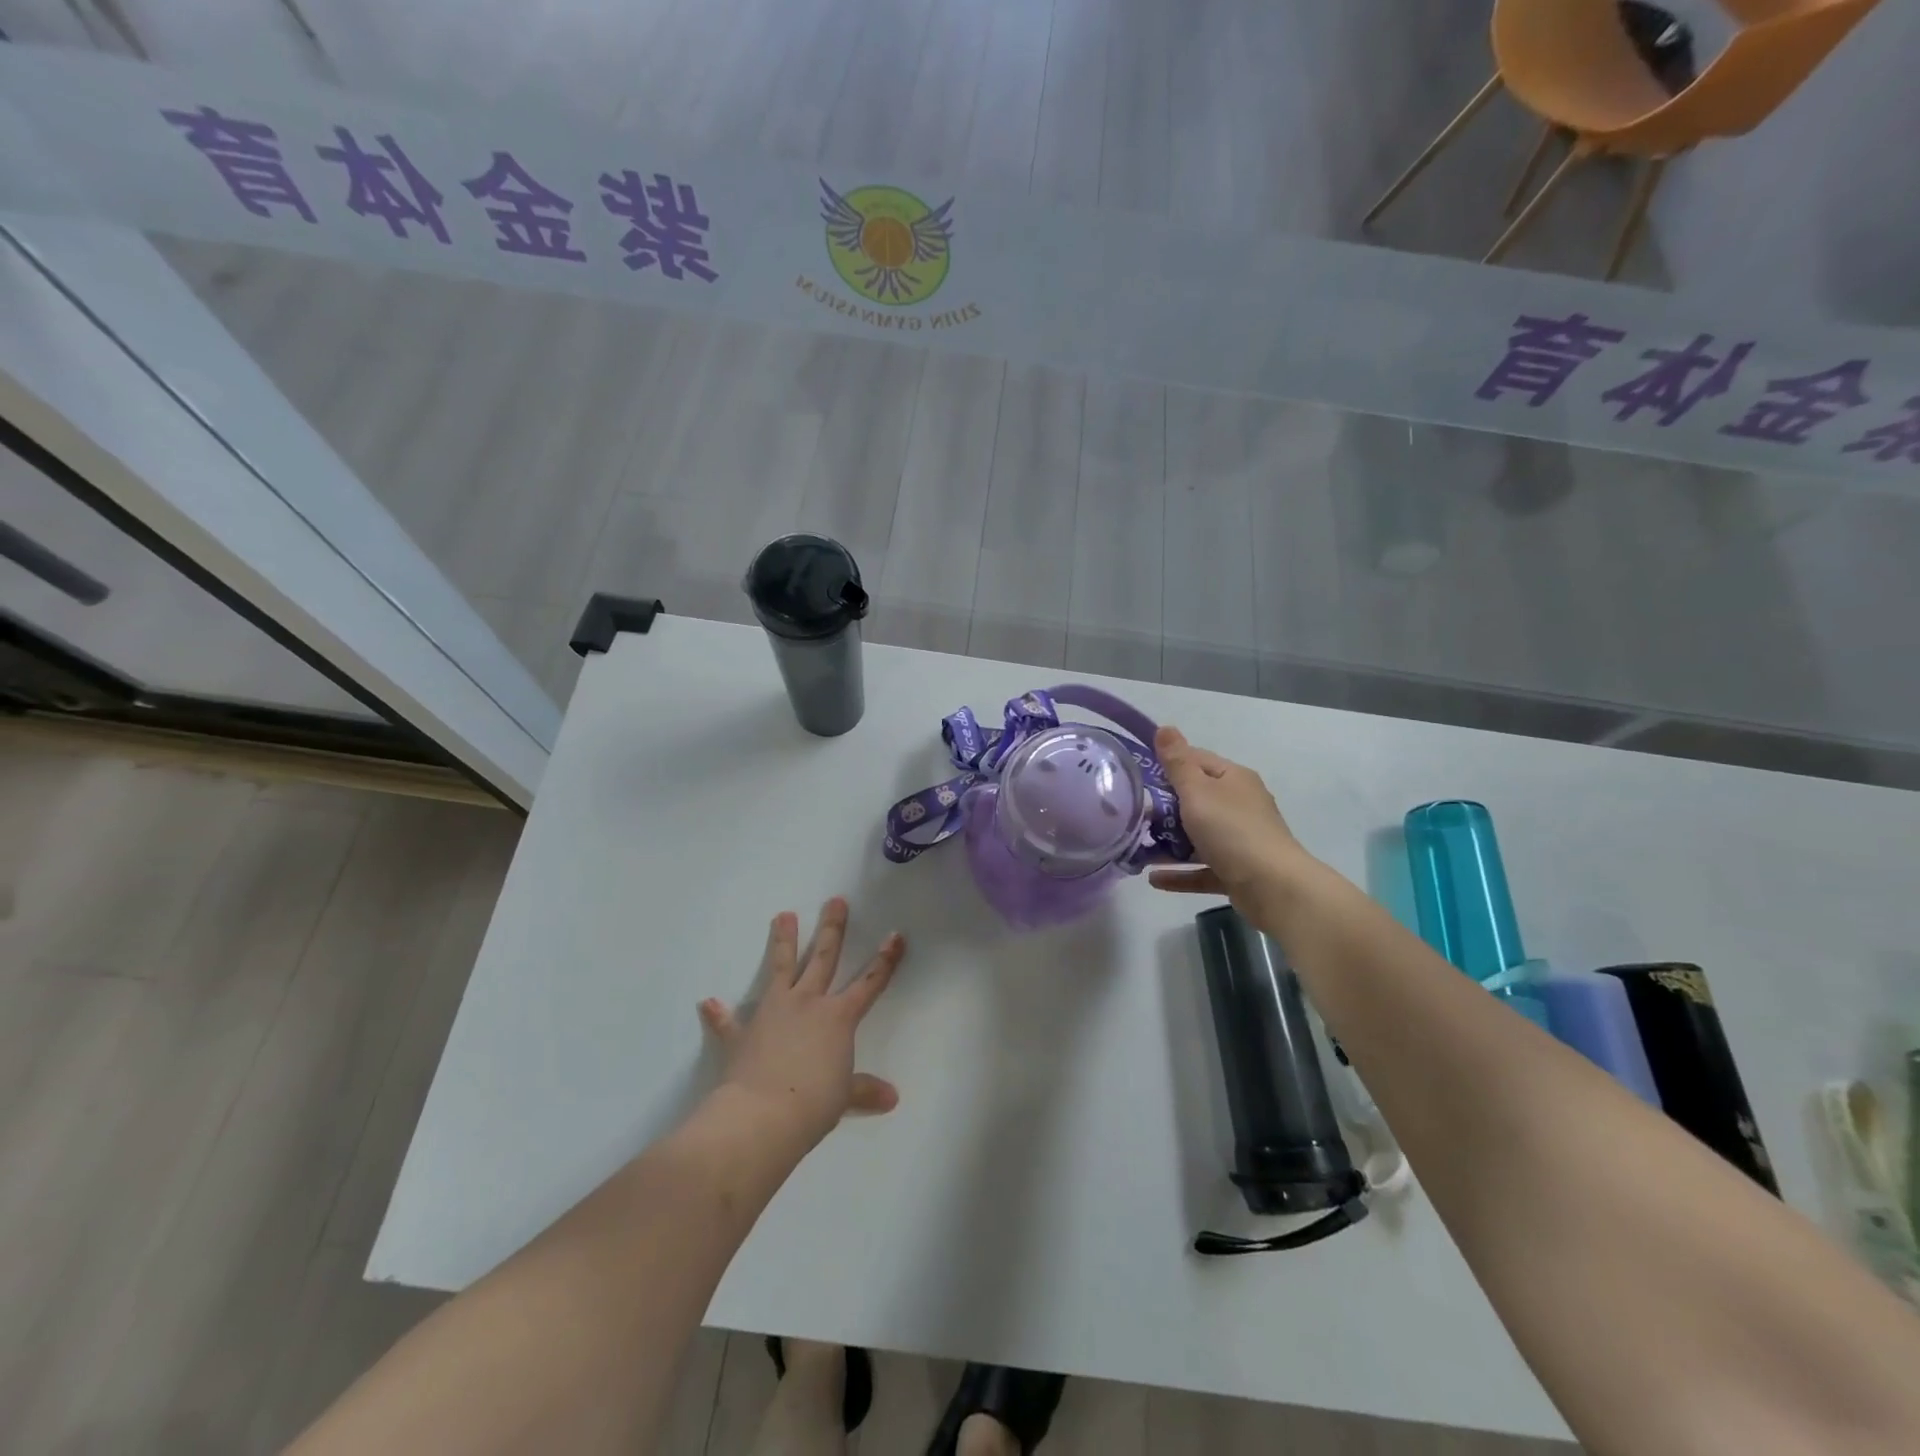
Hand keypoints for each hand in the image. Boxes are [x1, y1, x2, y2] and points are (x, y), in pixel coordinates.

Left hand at [697, 898, 904, 1147]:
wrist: (761, 1116)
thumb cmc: (813, 1104)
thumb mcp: (844, 1097)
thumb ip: (864, 1090)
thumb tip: (891, 1098)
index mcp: (838, 1018)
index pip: (869, 984)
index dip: (885, 961)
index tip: (896, 935)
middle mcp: (807, 1004)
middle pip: (823, 958)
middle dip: (832, 929)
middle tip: (835, 900)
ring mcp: (773, 1013)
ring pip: (780, 968)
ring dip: (782, 941)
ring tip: (783, 914)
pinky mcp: (742, 1033)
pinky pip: (729, 1022)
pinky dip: (719, 1015)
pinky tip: (708, 1003)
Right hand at [1149, 726, 1311, 916]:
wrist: (1274, 887)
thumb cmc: (1231, 830)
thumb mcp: (1197, 791)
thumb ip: (1177, 762)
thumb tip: (1165, 727)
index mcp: (1233, 780)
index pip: (1197, 760)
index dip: (1168, 764)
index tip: (1138, 775)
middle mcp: (1240, 805)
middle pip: (1196, 800)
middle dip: (1163, 809)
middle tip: (1132, 816)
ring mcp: (1240, 840)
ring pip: (1198, 837)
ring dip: (1168, 843)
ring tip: (1136, 849)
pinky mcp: (1238, 871)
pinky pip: (1202, 869)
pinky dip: (1180, 873)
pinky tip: (1154, 879)